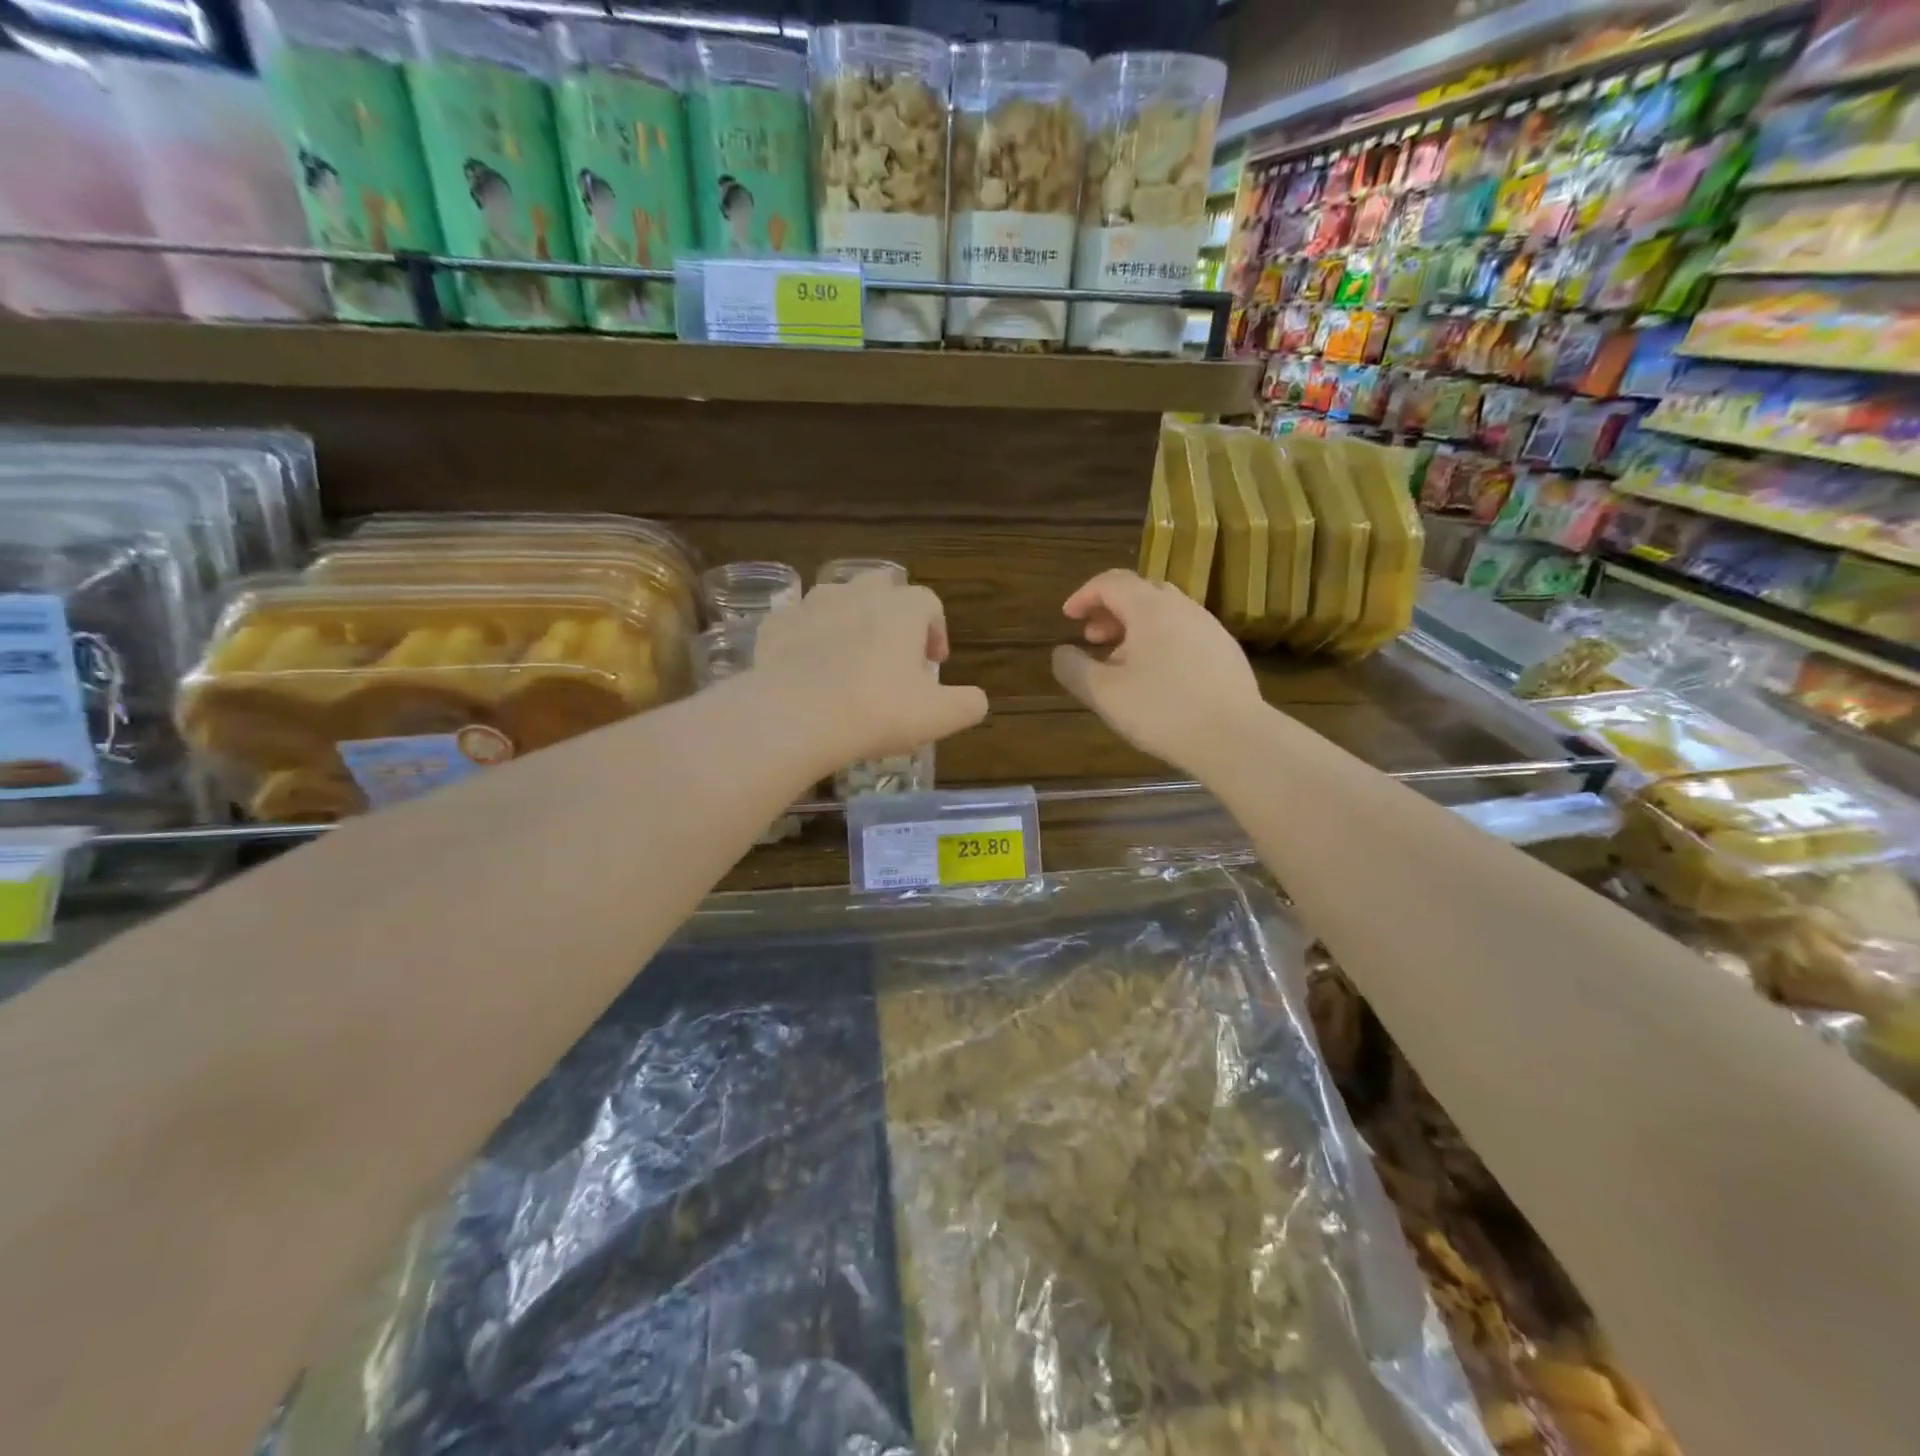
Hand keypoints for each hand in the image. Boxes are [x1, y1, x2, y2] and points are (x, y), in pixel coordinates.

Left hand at [753, 572, 987, 774]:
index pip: (929, 604)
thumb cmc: (878, 711)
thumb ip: (968, 704)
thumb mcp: (939, 716)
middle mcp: (858, 594)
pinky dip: (807, 637)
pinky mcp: (776, 625)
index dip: (936, 631)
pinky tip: (807, 667)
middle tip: (893, 654)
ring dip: (849, 620)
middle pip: (882, 587)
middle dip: (892, 614)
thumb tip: (977, 700)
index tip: (934, 664)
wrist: (797, 716)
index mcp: (902, 609)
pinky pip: (797, 623)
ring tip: (850, 659)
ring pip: (837, 599)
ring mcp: (812, 605)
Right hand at [1052, 569, 1264, 775]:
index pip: (1111, 582)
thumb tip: (1060, 653)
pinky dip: (1160, 641)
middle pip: (1140, 592)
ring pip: (1164, 614)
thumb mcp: (1104, 694)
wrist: (1235, 738)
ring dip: (1135, 628)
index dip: (1084, 595)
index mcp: (1150, 608)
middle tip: (1092, 638)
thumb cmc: (1162, 711)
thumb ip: (1074, 669)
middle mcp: (1182, 607)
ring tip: (1120, 662)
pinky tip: (1156, 677)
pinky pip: (1184, 632)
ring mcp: (1209, 627)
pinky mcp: (1226, 651)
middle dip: (1110, 610)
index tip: (1068, 617)